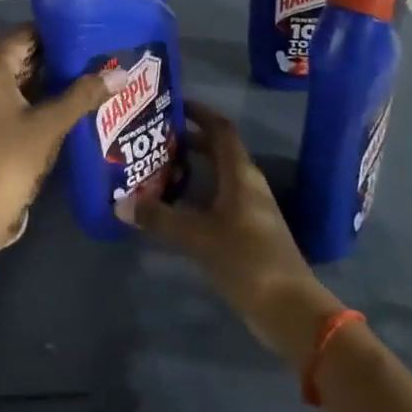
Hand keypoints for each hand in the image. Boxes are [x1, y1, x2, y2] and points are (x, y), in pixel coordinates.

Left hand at [0, 27, 121, 248]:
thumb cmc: (8, 159)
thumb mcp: (49, 125)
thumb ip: (83, 95)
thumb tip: (121, 72)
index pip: (24, 34)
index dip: (54, 30)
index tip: (88, 28)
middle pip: (25, 57)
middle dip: (60, 55)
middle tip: (99, 52)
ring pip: (25, 82)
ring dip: (55, 80)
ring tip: (96, 74)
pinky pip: (23, 103)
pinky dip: (46, 101)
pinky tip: (76, 104)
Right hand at [125, 101, 342, 369]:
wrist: (290, 309)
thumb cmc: (246, 260)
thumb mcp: (198, 237)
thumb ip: (160, 219)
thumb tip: (121, 203)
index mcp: (241, 174)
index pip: (221, 129)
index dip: (200, 112)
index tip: (173, 103)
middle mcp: (248, 184)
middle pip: (219, 150)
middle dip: (190, 140)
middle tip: (155, 137)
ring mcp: (251, 209)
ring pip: (219, 176)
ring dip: (193, 168)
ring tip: (157, 168)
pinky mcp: (249, 232)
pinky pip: (219, 200)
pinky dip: (198, 195)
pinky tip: (175, 207)